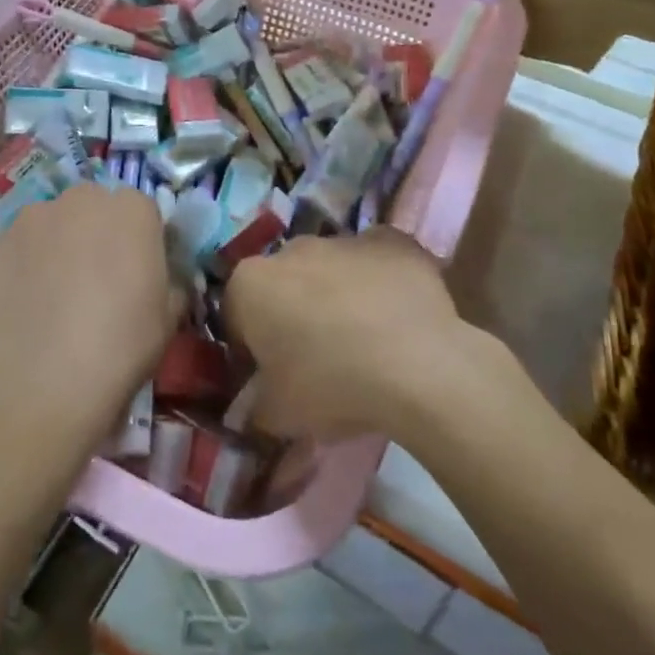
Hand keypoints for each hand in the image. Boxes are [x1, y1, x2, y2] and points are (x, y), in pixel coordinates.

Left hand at [0, 184, 174, 427]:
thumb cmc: (122, 344)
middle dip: (93, 234)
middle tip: (93, 280)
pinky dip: (18, 272)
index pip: (140, 211)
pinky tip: (21, 310)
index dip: (138, 240)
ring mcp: (30, 219)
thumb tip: (158, 276)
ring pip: (48, 225)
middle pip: (91, 208)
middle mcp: (79, 199)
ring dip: (53, 247)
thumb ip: (169, 280)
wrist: (45, 381)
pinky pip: (13, 253)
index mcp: (131, 209)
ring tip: (51, 297)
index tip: (136, 272)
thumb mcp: (170, 316)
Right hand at [223, 228, 466, 439]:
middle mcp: (291, 250)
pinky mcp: (392, 240)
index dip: (250, 346)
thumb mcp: (279, 415)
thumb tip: (258, 407)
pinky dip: (381, 281)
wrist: (418, 365)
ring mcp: (344, 239)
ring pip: (331, 267)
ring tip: (365, 340)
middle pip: (284, 282)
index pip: (236, 314)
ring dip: (337, 293)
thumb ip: (257, 406)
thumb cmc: (332, 386)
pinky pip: (377, 260)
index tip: (269, 374)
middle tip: (317, 357)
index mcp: (250, 284)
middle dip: (293, 311)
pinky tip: (397, 316)